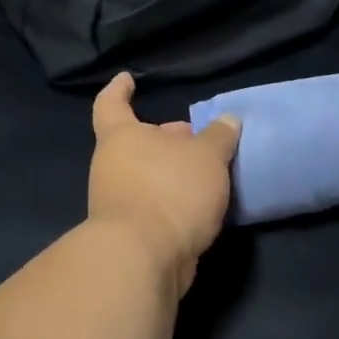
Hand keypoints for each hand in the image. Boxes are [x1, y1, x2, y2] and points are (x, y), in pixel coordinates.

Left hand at [88, 72, 241, 293]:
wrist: (142, 259)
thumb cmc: (170, 191)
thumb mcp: (208, 157)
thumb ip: (219, 137)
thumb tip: (227, 120)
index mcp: (121, 137)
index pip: (111, 104)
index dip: (119, 90)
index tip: (127, 79)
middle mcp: (113, 165)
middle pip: (137, 142)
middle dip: (165, 138)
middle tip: (197, 136)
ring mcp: (117, 201)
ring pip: (148, 175)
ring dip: (173, 172)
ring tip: (208, 172)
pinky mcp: (130, 232)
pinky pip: (154, 203)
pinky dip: (173, 199)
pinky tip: (200, 204)